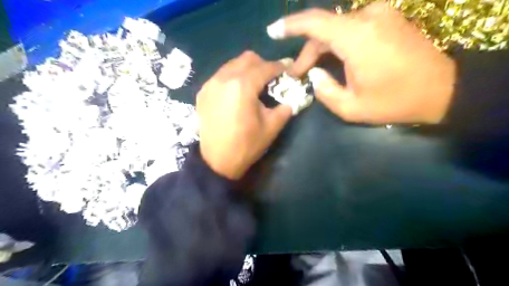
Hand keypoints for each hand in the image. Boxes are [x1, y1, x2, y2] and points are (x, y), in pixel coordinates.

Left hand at [196, 51, 289, 179]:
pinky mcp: (203, 92)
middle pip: (247, 59)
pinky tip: (237, 93)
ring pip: (232, 65)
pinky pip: (221, 76)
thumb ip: (285, 108)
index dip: (280, 67)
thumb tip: (291, 98)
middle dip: (263, 65)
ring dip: (247, 70)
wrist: (216, 162)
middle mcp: (224, 78)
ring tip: (254, 85)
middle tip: (271, 78)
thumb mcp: (271, 127)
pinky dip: (233, 78)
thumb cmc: (246, 146)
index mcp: (243, 86)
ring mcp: (210, 84)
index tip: (288, 68)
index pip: (265, 67)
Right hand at [268, 3, 455, 123]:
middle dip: (307, 52)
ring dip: (322, 48)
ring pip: (337, 29)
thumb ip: (324, 91)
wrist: (441, 89)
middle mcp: (367, 17)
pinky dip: (338, 43)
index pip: (314, 22)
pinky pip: (352, 28)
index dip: (290, 25)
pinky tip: (335, 60)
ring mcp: (380, 14)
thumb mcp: (351, 107)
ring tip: (313, 70)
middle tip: (297, 74)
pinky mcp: (387, 18)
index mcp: (356, 37)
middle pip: (324, 29)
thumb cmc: (394, 101)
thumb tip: (314, 74)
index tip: (272, 31)